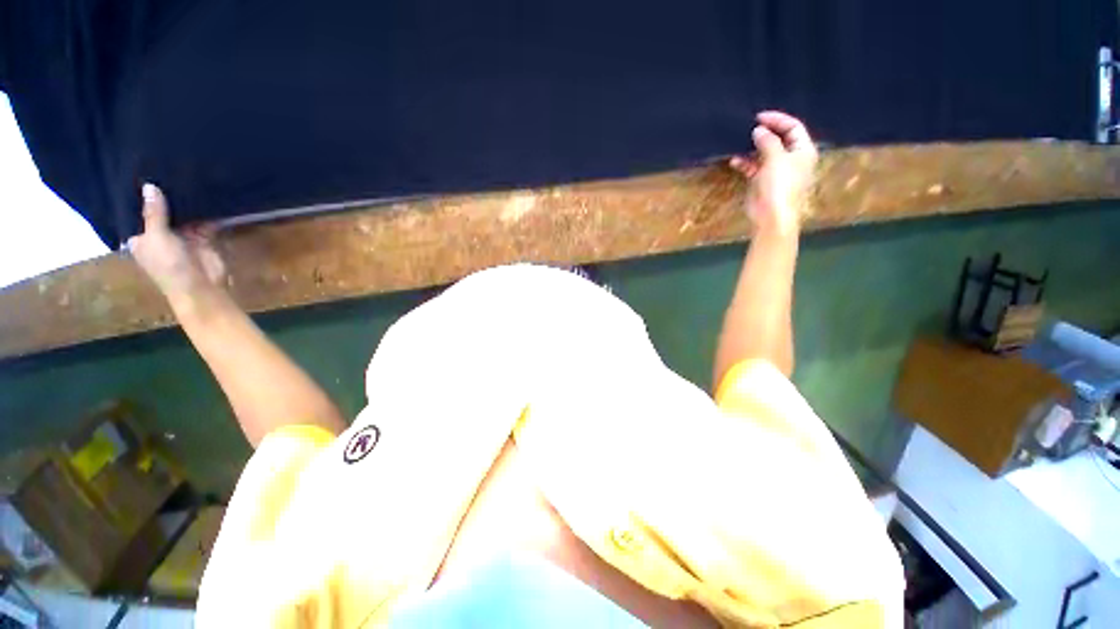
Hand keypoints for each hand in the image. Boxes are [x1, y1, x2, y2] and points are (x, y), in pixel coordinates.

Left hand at [127, 184, 225, 305]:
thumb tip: (149, 186)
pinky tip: (209, 193)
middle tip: (165, 166)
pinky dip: (208, 211)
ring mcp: (183, 236)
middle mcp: (160, 235)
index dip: (138, 196)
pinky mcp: (203, 238)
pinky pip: (205, 220)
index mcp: (141, 237)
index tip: (139, 172)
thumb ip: (154, 213)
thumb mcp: (157, 238)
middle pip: (162, 211)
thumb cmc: (169, 266)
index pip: (136, 213)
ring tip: (187, 173)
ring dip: (187, 201)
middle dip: (165, 195)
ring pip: (184, 214)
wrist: (201, 287)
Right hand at [729, 111, 817, 234]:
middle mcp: (791, 158)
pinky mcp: (762, 181)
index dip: (778, 119)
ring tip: (740, 142)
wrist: (771, 215)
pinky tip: (735, 160)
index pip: (793, 127)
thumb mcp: (776, 158)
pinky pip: (753, 167)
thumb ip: (768, 141)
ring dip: (752, 148)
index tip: (759, 117)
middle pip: (779, 139)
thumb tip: (759, 130)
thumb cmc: (780, 185)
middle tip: (749, 127)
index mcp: (803, 150)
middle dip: (765, 132)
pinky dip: (745, 163)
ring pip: (764, 153)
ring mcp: (776, 171)